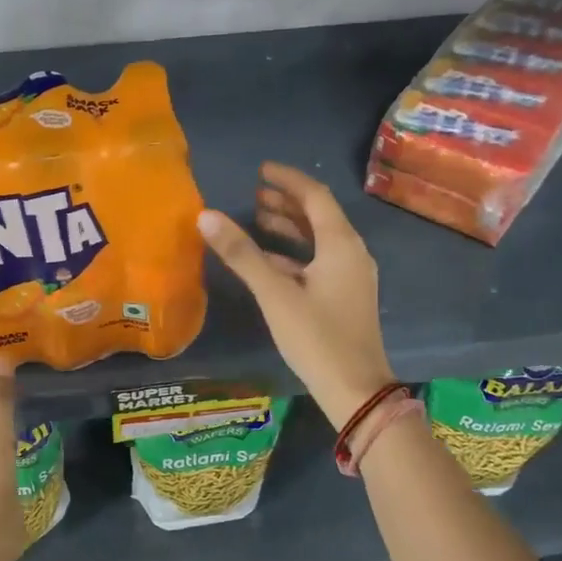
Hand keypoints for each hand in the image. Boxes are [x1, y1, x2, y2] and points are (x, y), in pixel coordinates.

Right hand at [198, 162, 395, 429]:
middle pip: (319, 216)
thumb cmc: (317, 338)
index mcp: (341, 244)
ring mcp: (351, 277)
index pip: (315, 196)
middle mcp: (351, 253)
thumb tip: (205, 216)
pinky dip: (294, 254)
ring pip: (319, 240)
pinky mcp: (345, 297)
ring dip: (290, 227)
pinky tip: (268, 261)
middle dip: (286, 202)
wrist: (356, 390)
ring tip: (257, 219)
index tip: (261, 170)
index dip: (287, 180)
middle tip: (254, 194)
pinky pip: (318, 262)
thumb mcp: (275, 294)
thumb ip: (242, 254)